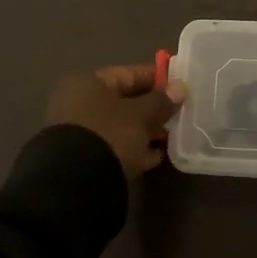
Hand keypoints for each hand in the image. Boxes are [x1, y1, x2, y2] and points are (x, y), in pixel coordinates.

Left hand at [46, 64, 180, 177]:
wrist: (76, 183)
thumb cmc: (110, 134)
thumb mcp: (141, 116)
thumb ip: (162, 101)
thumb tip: (180, 88)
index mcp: (88, 83)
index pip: (128, 73)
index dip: (156, 78)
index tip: (180, 85)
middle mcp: (78, 103)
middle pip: (123, 101)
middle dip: (152, 107)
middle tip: (179, 113)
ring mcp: (79, 132)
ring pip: (120, 126)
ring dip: (145, 130)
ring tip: (171, 136)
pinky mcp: (82, 159)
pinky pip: (115, 147)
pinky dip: (134, 149)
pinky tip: (155, 157)